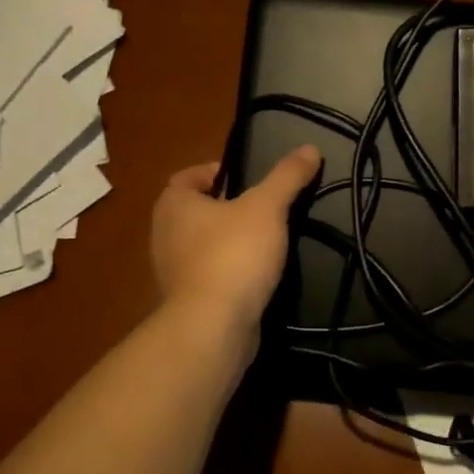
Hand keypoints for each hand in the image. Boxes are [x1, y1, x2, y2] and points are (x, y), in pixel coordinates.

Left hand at [151, 145, 321, 334]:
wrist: (214, 325)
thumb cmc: (234, 254)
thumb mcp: (267, 207)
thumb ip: (287, 176)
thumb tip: (310, 147)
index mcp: (173, 204)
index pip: (188, 176)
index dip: (215, 171)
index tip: (247, 178)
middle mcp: (164, 234)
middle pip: (195, 210)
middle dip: (225, 207)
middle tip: (262, 207)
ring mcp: (172, 271)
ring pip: (202, 244)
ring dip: (228, 240)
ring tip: (264, 240)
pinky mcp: (187, 300)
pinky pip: (209, 274)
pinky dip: (228, 270)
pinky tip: (256, 274)